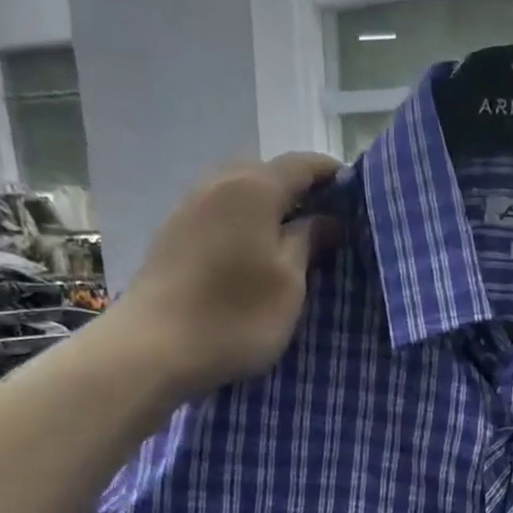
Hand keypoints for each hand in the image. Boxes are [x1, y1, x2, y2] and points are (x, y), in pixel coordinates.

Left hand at [107, 152, 341, 397]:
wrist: (154, 348)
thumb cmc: (236, 316)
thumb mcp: (289, 283)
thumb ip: (309, 241)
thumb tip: (328, 219)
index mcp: (253, 188)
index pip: (303, 165)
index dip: (333, 175)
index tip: (359, 197)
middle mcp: (218, 183)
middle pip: (268, 173)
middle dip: (300, 191)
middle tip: (327, 224)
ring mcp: (190, 206)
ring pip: (240, 192)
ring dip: (270, 209)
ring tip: (293, 241)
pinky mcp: (173, 233)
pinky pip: (220, 213)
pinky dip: (244, 223)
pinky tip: (254, 253)